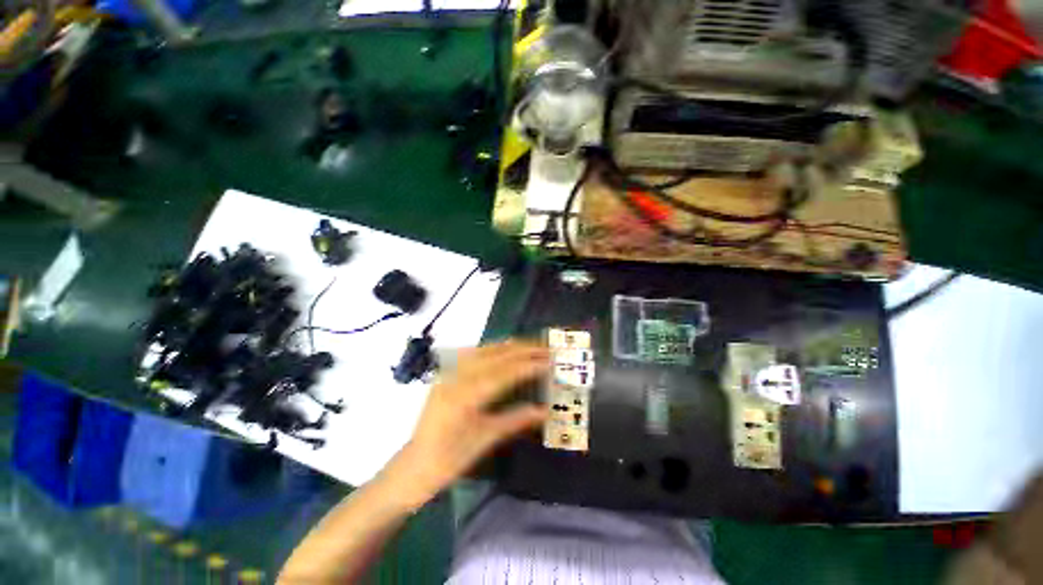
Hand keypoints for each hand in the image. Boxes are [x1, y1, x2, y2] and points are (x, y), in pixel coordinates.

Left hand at [382, 341, 549, 509]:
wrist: (415, 465)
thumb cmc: (450, 460)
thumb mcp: (485, 440)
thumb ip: (516, 420)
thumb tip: (545, 410)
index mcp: (465, 396)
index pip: (503, 373)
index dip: (528, 365)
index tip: (549, 361)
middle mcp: (456, 377)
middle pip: (495, 356)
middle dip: (522, 350)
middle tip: (546, 348)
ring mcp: (449, 373)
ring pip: (484, 350)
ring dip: (509, 346)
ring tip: (531, 345)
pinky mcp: (447, 374)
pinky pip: (473, 354)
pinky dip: (493, 349)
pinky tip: (503, 349)